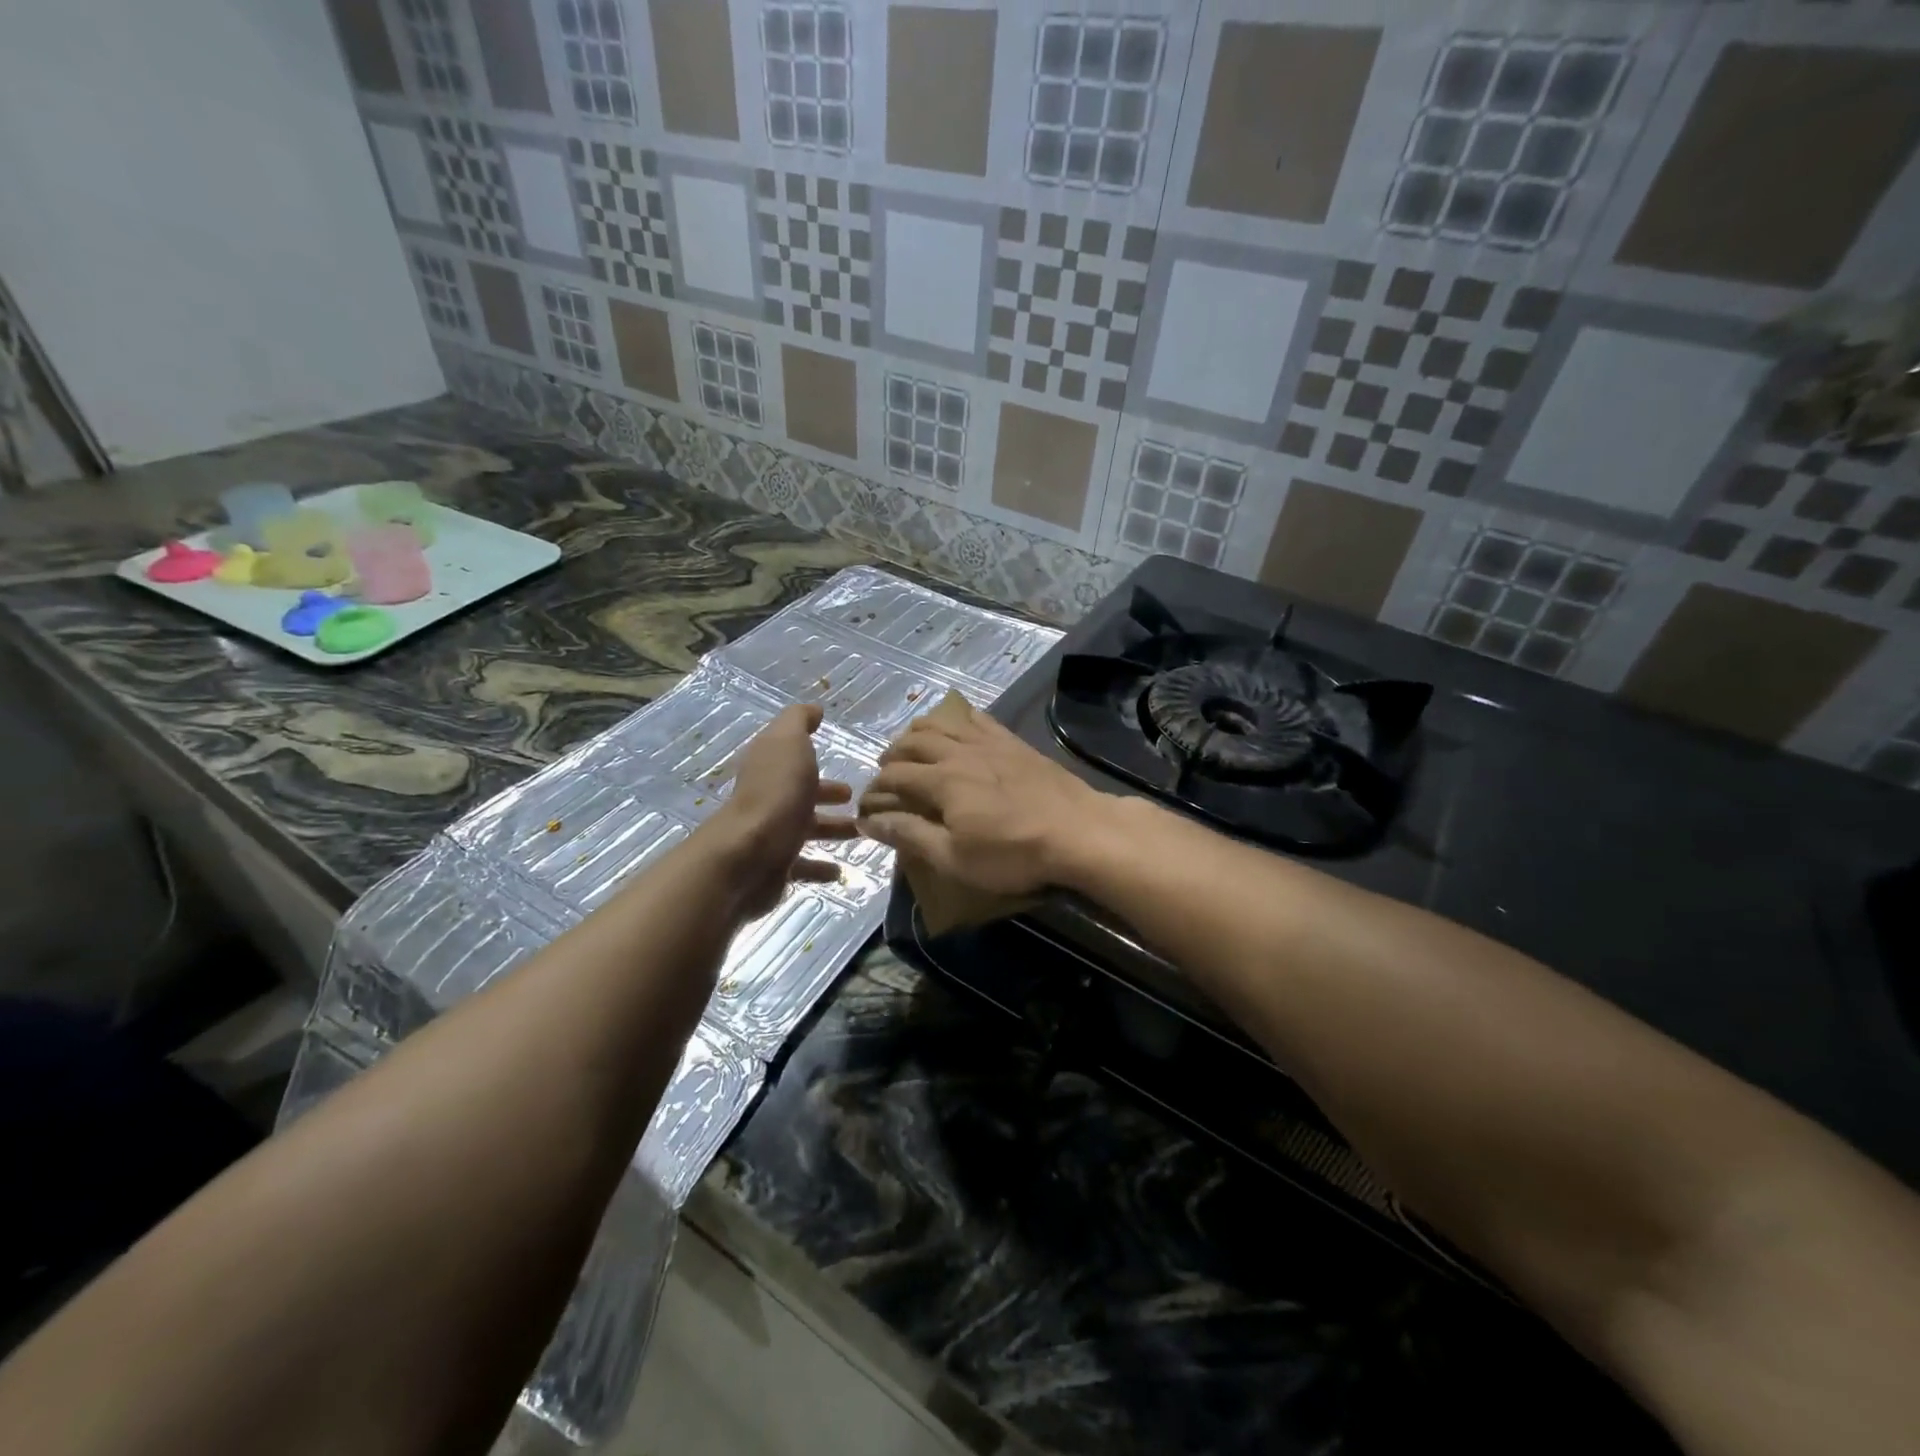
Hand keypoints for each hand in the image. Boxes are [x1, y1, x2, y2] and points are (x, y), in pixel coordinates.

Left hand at [713, 704, 853, 917]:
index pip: (793, 757)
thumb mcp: (789, 742)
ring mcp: (771, 834)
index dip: (815, 757)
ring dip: (832, 829)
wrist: (749, 854)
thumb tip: (813, 709)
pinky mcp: (776, 868)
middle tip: (858, 799)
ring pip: (806, 829)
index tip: (845, 761)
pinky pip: (802, 866)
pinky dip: (821, 867)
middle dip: (828, 795)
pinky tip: (840, 871)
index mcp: (770, 767)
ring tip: (862, 832)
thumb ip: (799, 721)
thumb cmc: (776, 793)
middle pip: (801, 793)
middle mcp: (768, 798)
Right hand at [857, 705, 1105, 896]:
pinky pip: (976, 717)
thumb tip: (869, 822)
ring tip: (910, 746)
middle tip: (885, 775)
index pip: (893, 776)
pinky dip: (955, 717)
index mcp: (940, 781)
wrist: (1078, 832)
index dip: (874, 790)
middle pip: (912, 742)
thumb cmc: (1013, 854)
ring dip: (917, 732)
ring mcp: (988, 742)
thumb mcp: (954, 858)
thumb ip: (910, 836)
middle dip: (891, 757)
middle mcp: (959, 751)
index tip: (867, 808)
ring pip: (941, 723)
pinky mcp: (1013, 741)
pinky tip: (954, 724)